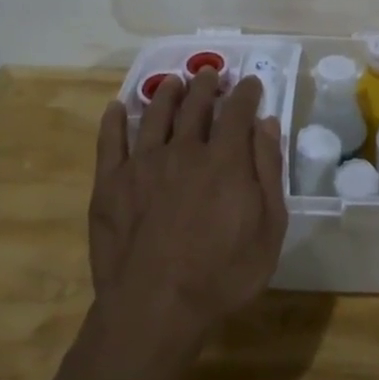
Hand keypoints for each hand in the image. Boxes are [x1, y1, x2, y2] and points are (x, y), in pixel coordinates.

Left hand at [88, 70, 288, 347]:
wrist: (155, 307)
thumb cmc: (223, 274)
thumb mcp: (268, 228)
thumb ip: (268, 171)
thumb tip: (267, 123)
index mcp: (224, 159)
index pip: (237, 111)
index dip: (246, 93)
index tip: (250, 83)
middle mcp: (183, 149)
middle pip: (195, 105)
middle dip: (206, 85)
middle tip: (210, 73)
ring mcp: (142, 163)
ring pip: (155, 114)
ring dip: (166, 93)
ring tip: (172, 82)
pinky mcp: (110, 182)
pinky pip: (110, 141)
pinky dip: (115, 120)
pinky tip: (118, 108)